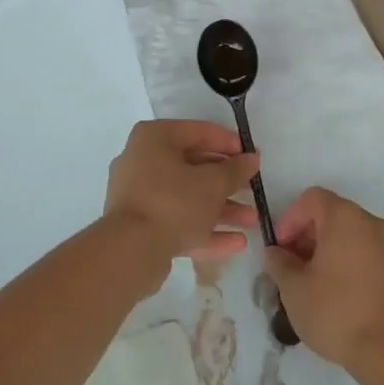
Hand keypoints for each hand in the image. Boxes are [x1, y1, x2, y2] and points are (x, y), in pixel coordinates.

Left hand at [103, 120, 260, 267]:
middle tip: (253, 189)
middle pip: (193, 167)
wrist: (130, 253)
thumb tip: (251, 159)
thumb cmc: (173, 202)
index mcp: (154, 138)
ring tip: (251, 220)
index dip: (228, 143)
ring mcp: (139, 196)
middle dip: (226, 182)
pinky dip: (204, 229)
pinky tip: (236, 243)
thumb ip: (235, 170)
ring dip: (220, 209)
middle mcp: (142, 161)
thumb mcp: (212, 183)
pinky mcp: (140, 227)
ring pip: (187, 198)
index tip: (251, 156)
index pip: (198, 131)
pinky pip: (177, 221)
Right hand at [265, 188, 383, 375]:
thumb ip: (279, 263)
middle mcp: (370, 222)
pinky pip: (365, 251)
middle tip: (291, 266)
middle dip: (306, 234)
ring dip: (326, 249)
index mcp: (344, 217)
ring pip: (349, 234)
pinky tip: (335, 292)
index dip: (290, 219)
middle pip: (331, 214)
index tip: (280, 249)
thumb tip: (276, 253)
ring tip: (311, 282)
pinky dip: (346, 260)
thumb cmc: (337, 311)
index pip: (311, 199)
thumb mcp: (294, 289)